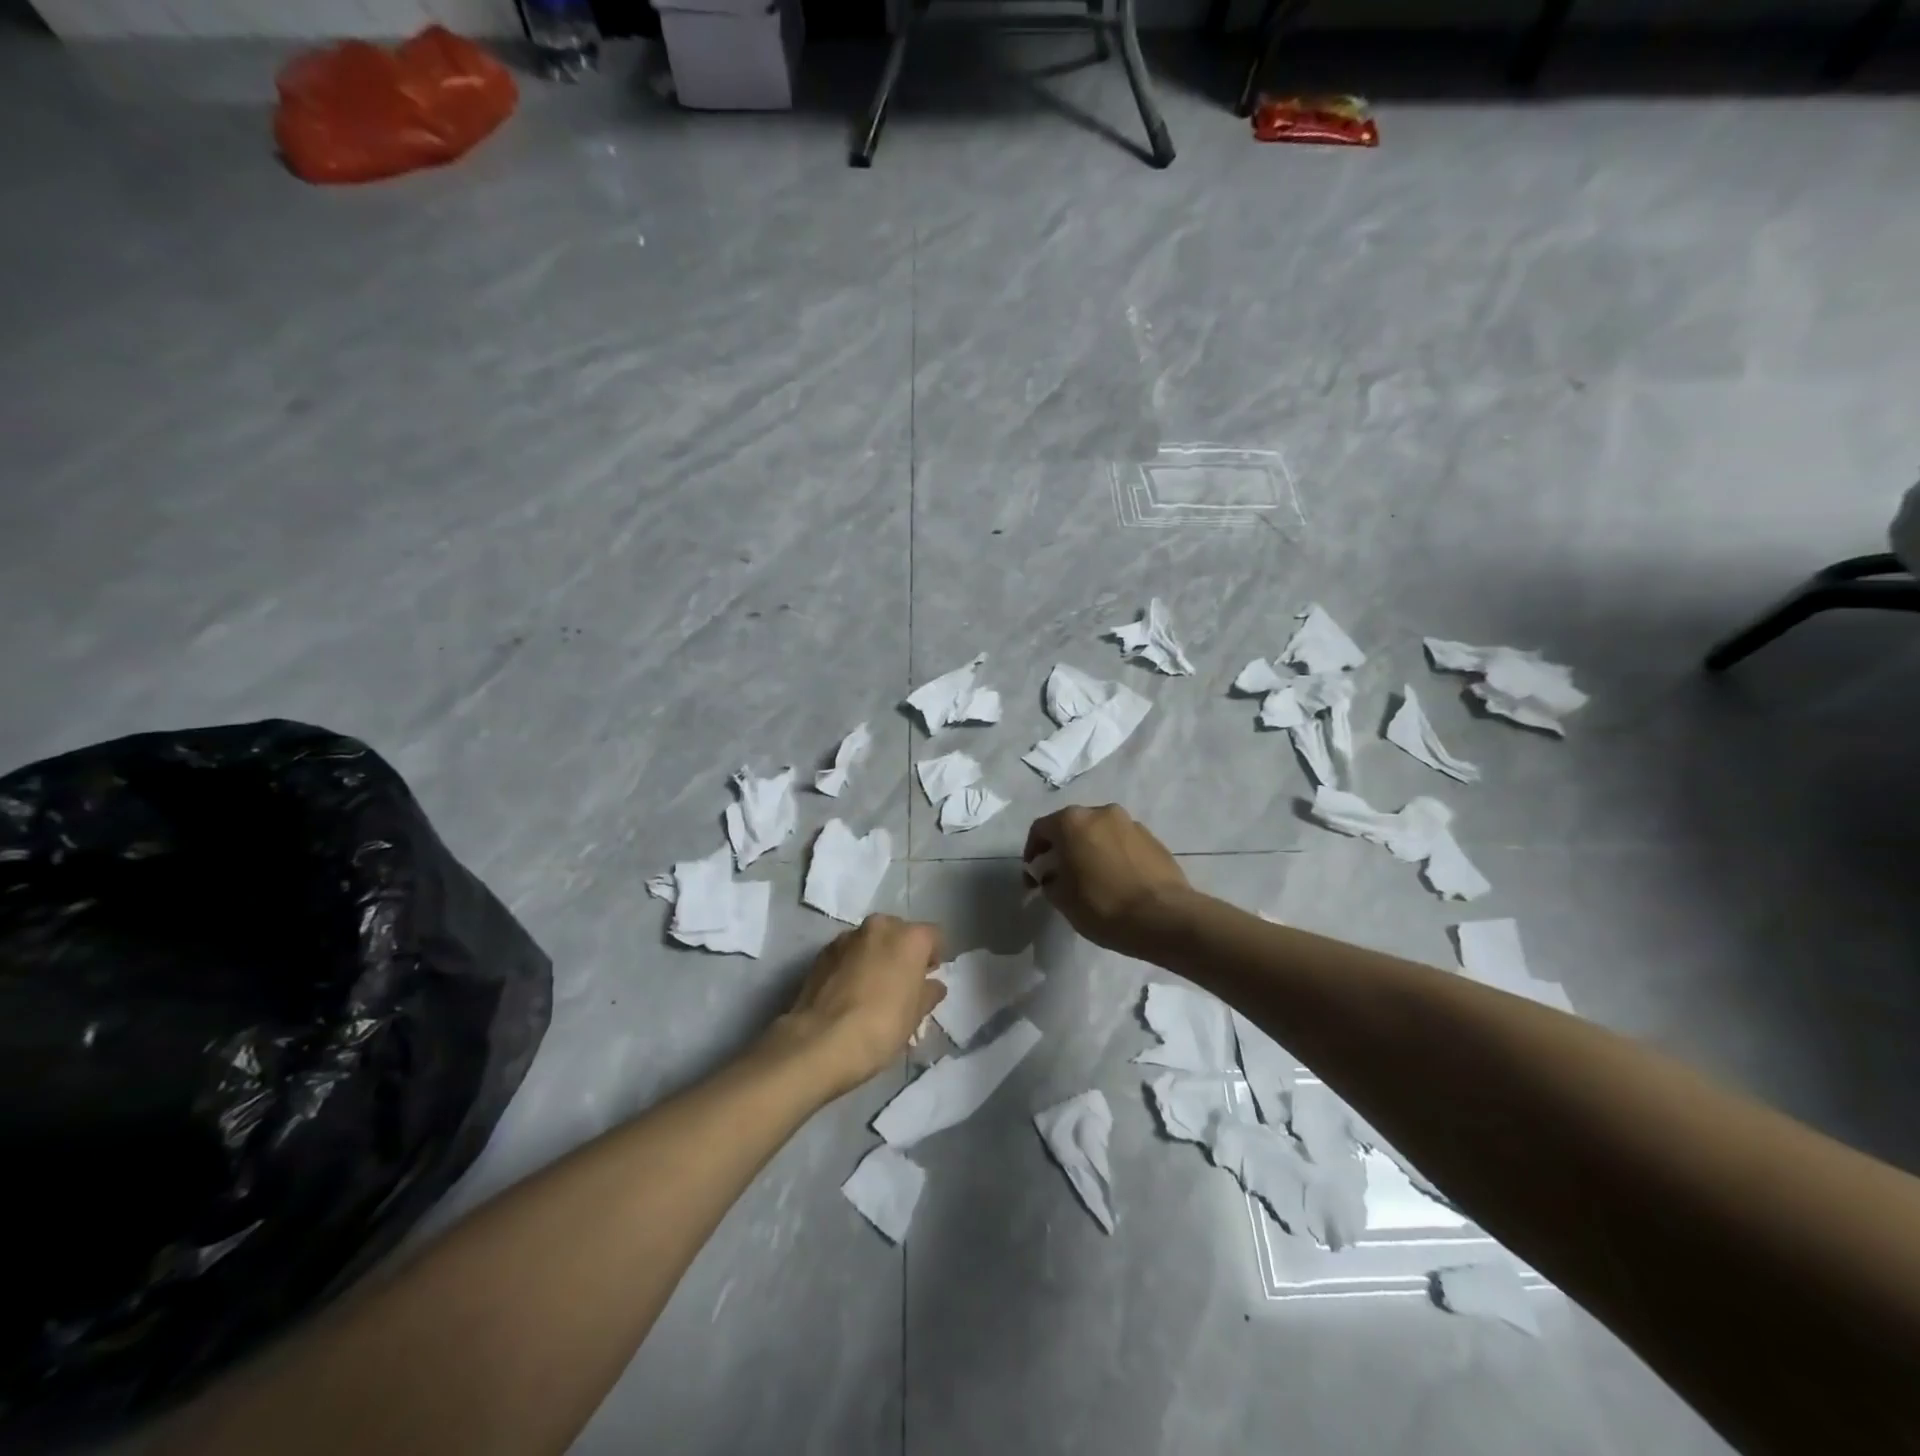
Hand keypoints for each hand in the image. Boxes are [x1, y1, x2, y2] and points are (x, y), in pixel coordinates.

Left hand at [772, 915, 944, 1098]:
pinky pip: (847, 953)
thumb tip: (933, 986)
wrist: (822, 1040)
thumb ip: (929, 993)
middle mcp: (880, 926)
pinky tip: (849, 992)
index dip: (934, 956)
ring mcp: (848, 936)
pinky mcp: (822, 951)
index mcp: (910, 937)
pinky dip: (852, 965)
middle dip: (902, 952)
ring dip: (875, 956)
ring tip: (871, 989)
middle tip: (901, 983)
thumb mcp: (916, 1015)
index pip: (934, 936)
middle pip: (899, 933)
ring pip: (871, 941)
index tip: (929, 977)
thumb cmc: (882, 1025)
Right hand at [1024, 804, 1191, 959]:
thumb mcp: (1061, 899)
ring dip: (1090, 850)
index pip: (1040, 830)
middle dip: (1062, 849)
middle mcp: (1101, 812)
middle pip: (1072, 826)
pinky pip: (1122, 844)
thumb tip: (1053, 875)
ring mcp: (1130, 823)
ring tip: (1091, 879)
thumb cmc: (1102, 905)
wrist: (1164, 917)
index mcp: (1072, 821)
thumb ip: (1049, 880)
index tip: (1033, 879)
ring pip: (1100, 833)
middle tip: (1060, 876)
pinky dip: (1113, 856)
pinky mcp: (1153, 839)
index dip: (1032, 854)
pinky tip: (1117, 881)